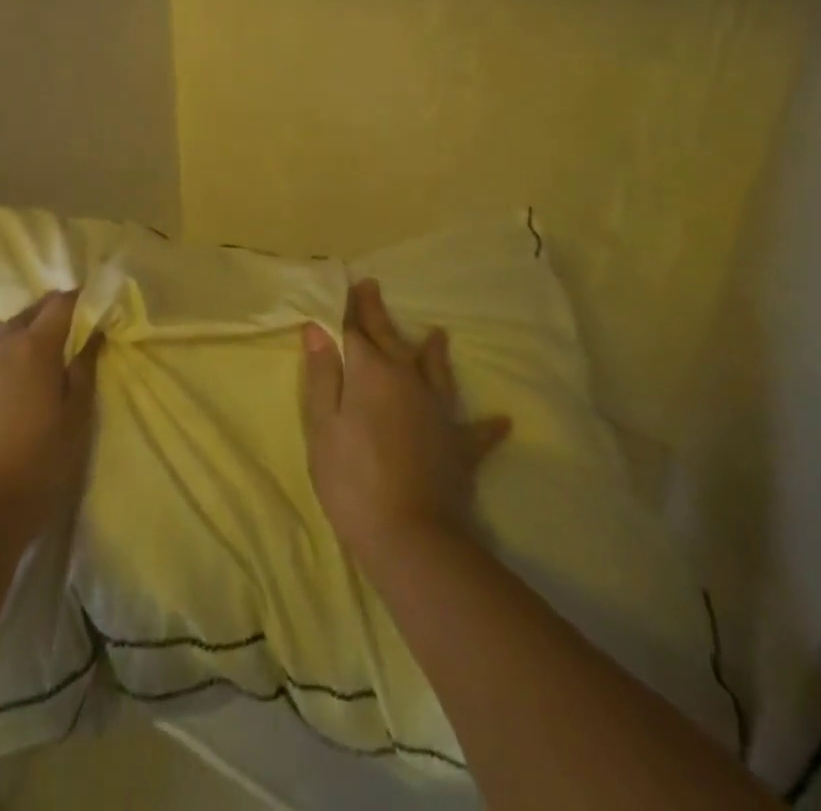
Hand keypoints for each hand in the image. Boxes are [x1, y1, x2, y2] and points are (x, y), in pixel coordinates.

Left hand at [0, 290, 101, 539]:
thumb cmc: (36, 465)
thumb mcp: (76, 421)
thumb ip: (84, 371)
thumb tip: (93, 336)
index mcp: (34, 348)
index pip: (60, 304)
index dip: (77, 300)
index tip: (92, 306)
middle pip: (26, 315)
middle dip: (48, 316)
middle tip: (67, 335)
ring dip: (19, 341)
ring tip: (34, 367)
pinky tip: (4, 396)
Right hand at [301, 278, 510, 559]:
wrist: (410, 536)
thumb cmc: (352, 478)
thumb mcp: (322, 426)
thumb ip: (322, 375)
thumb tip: (318, 328)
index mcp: (371, 373)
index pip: (356, 331)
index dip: (350, 309)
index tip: (352, 285)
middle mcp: (408, 380)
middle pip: (390, 340)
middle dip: (379, 314)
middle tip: (373, 288)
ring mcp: (438, 411)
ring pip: (435, 371)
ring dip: (434, 352)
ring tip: (439, 334)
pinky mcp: (459, 445)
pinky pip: (476, 431)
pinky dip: (488, 425)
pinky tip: (503, 421)